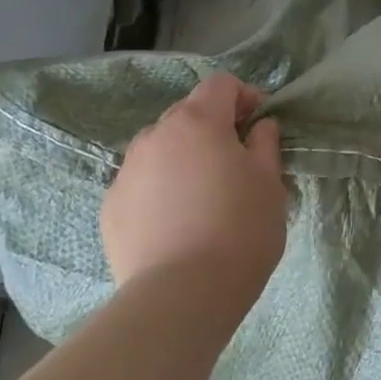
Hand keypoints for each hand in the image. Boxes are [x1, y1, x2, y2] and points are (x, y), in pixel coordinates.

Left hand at [100, 72, 286, 336]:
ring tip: (204, 197)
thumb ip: (265, 144)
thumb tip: (259, 127)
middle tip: (237, 164)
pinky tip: (178, 224)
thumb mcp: (270, 183)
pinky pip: (143, 184)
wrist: (182, 295)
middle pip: (188, 114)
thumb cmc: (240, 229)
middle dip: (213, 128)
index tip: (260, 126)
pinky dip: (162, 190)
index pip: (220, 84)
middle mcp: (155, 136)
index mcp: (197, 122)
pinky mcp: (110, 208)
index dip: (245, 97)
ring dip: (185, 158)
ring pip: (161, 150)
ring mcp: (126, 172)